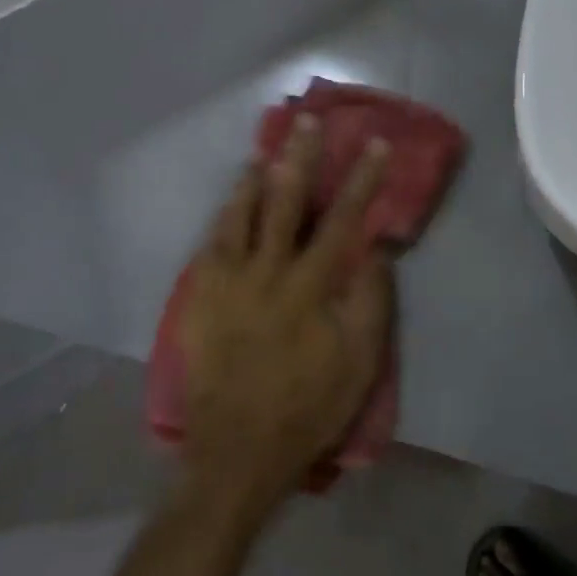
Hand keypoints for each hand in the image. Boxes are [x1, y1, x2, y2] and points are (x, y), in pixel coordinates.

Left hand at [177, 115, 393, 507]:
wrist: (238, 453)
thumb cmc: (310, 408)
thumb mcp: (360, 362)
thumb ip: (370, 300)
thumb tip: (376, 249)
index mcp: (309, 287)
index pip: (342, 220)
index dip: (361, 180)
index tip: (376, 145)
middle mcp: (265, 273)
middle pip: (285, 203)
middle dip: (299, 158)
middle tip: (305, 122)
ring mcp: (226, 285)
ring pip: (239, 216)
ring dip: (254, 180)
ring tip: (264, 152)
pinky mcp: (200, 301)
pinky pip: (210, 245)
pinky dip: (223, 218)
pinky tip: (229, 206)